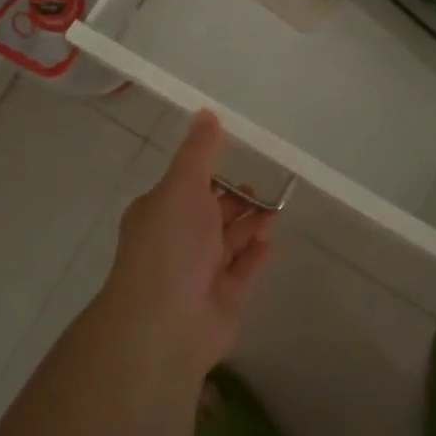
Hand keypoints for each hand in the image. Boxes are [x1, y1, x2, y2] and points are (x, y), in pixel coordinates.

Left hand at [102, 111, 275, 378]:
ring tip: (275, 209)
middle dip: (236, 200)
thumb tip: (206, 113)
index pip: (188, 186)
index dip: (213, 173)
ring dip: (250, 224)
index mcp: (160, 212)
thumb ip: (199, 151)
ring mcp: (198, 275)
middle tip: (266, 186)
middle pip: (211, 214)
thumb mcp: (183, 185)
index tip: (240, 158)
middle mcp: (176, 242)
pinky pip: (241, 272)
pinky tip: (270, 240)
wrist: (167, 323)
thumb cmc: (172, 243)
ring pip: (228, 242)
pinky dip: (254, 255)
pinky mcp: (221, 301)